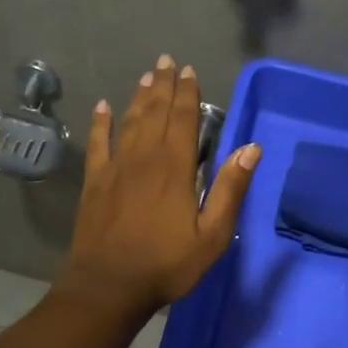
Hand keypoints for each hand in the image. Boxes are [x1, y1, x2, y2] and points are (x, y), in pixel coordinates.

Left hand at [54, 55, 260, 318]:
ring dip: (140, 97)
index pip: (184, 120)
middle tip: (167, 61)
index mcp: (175, 168)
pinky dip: (100, 123)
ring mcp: (115, 168)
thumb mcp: (212, 236)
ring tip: (147, 76)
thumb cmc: (166, 264)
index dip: (187, 93)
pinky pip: (98, 143)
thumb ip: (230, 189)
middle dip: (164, 85)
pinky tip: (102, 107)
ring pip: (130, 122)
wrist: (108, 286)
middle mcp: (144, 158)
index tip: (189, 71)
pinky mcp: (95, 182)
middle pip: (156, 113)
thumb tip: (252, 148)